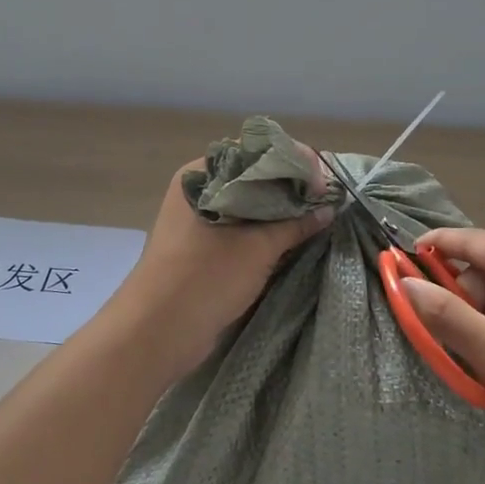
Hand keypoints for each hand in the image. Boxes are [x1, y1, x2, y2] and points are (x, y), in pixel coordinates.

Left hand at [112, 153, 333, 375]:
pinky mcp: (204, 245)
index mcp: (203, 173)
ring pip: (250, 204)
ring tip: (318, 219)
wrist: (157, 332)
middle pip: (255, 176)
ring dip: (282, 211)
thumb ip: (295, 224)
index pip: (257, 151)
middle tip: (327, 202)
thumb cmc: (205, 278)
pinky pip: (243, 227)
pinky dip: (267, 230)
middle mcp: (200, 188)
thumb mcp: (257, 248)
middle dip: (292, 188)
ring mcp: (200, 218)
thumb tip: (328, 208)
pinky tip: (294, 238)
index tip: (326, 184)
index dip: (295, 162)